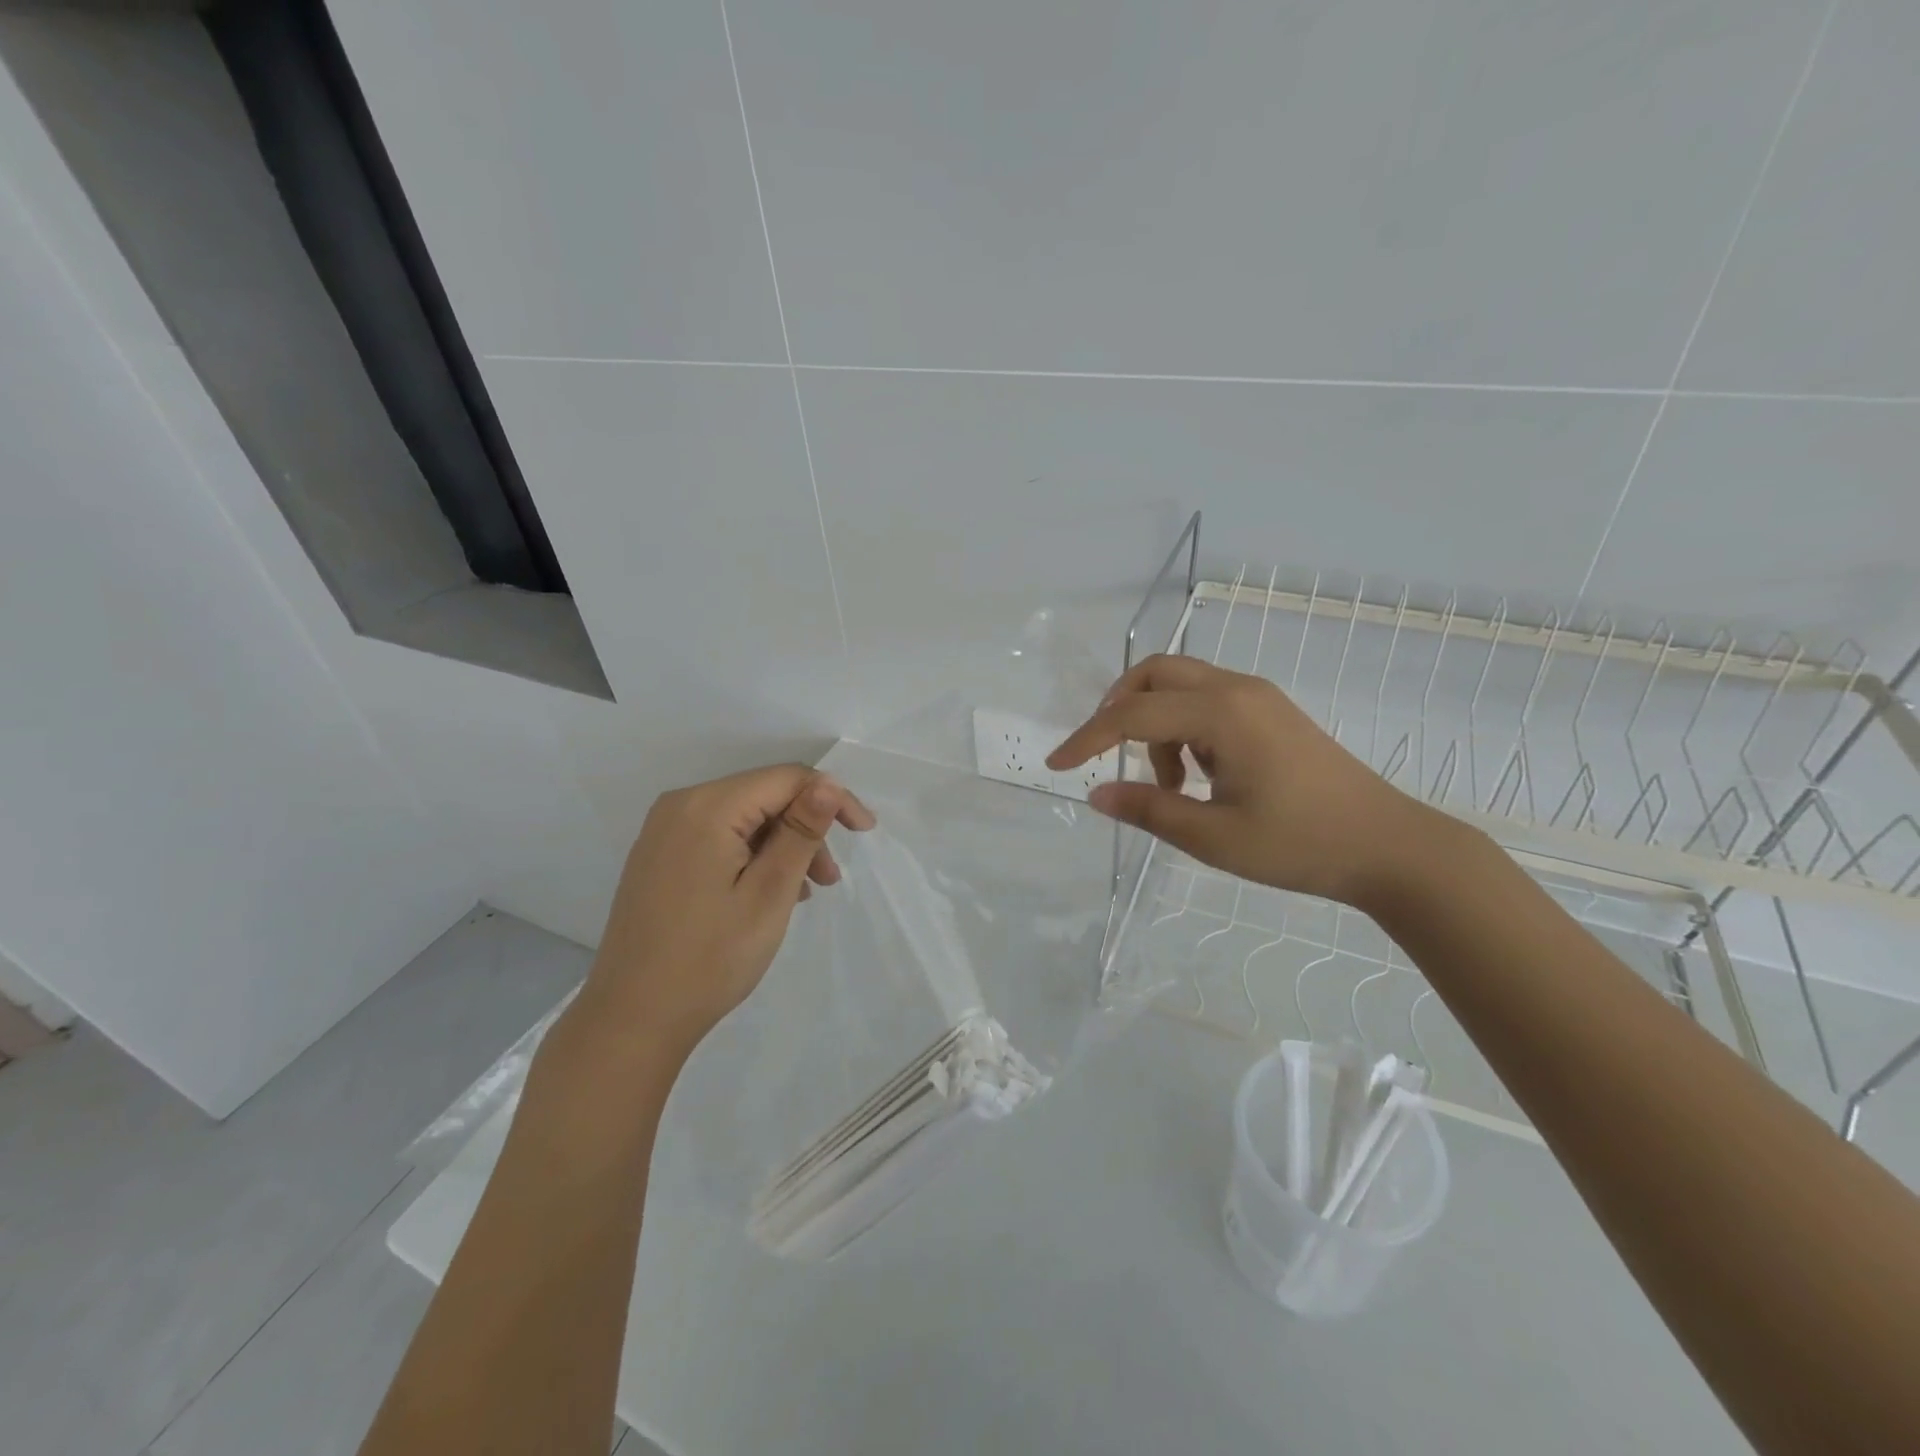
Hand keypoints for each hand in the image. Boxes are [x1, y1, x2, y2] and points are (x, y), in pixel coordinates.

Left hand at [582, 765, 874, 1058]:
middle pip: (763, 795)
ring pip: (744, 818)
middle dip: (805, 827)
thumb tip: (827, 783)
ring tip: (804, 893)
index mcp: (707, 807)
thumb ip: (800, 831)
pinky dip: (752, 856)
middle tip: (830, 879)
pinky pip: (719, 837)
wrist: (632, 1019)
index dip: (831, 797)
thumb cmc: (710, 958)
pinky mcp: (659, 856)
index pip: (786, 778)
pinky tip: (768, 893)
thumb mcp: (769, 893)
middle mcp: (680, 805)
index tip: (863, 832)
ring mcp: (664, 832)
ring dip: (782, 845)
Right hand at [1047, 654, 1445, 908]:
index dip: (1088, 739)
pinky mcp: (1271, 712)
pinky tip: (1199, 776)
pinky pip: (1208, 702)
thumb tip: (1096, 795)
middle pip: (1155, 673)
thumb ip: (1149, 811)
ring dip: (1156, 726)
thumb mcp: (1214, 837)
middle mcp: (1237, 689)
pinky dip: (1184, 730)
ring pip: (1181, 686)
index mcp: (1221, 714)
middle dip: (1119, 708)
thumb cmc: (1301, 844)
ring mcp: (1258, 697)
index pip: (1132, 715)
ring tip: (1170, 786)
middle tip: (1107, 755)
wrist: (1390, 846)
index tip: (1056, 766)